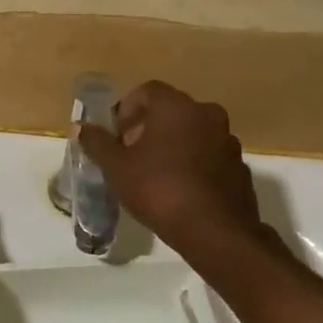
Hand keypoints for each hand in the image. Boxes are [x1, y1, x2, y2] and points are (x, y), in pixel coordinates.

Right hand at [78, 81, 282, 258]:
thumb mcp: (117, 168)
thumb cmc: (159, 189)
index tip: (117, 134)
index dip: (127, 109)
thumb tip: (82, 127)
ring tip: (155, 173)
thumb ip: (97, 143)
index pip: (148, 90)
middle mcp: (207, 114)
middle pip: (172, 110)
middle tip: (132, 153)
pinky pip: (209, 156)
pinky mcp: (240, 167)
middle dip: (149, 127)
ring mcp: (228, 140)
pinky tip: (181, 189)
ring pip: (193, 132)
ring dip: (173, 144)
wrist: (215, 232)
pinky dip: (194, 163)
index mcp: (176, 107)